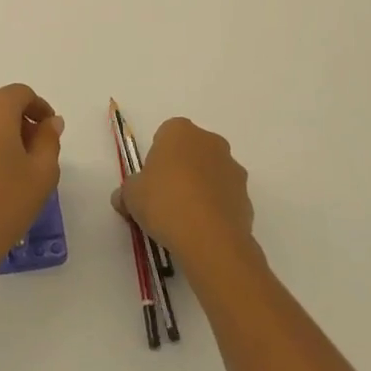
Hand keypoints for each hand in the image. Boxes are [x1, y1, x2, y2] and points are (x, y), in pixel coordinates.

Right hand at [112, 117, 256, 277]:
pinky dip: (216, 208)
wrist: (210, 239)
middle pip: (191, 151)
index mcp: (180, 131)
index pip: (165, 135)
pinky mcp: (247, 196)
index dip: (157, 157)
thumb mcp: (131, 196)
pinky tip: (203, 230)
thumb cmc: (164, 203)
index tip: (151, 181)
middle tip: (165, 198)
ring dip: (201, 188)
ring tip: (185, 219)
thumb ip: (127, 192)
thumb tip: (123, 198)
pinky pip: (225, 197)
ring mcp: (232, 168)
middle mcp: (210, 141)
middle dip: (181, 169)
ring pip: (211, 173)